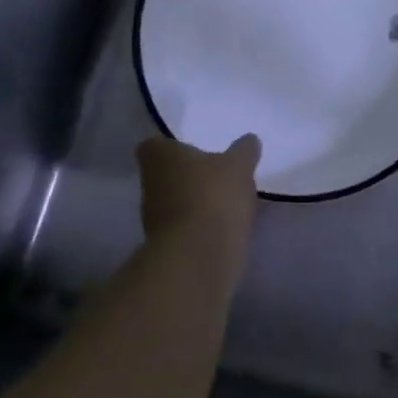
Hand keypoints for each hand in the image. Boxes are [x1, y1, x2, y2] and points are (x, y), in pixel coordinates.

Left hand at [134, 135, 261, 245]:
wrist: (198, 257)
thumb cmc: (213, 196)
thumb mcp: (239, 165)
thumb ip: (244, 151)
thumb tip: (249, 140)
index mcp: (159, 157)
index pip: (152, 145)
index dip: (170, 146)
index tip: (192, 149)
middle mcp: (149, 184)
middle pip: (164, 174)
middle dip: (187, 175)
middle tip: (215, 173)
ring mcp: (153, 219)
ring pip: (173, 202)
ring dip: (193, 201)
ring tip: (224, 201)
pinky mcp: (165, 246)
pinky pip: (184, 227)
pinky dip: (199, 225)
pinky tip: (222, 225)